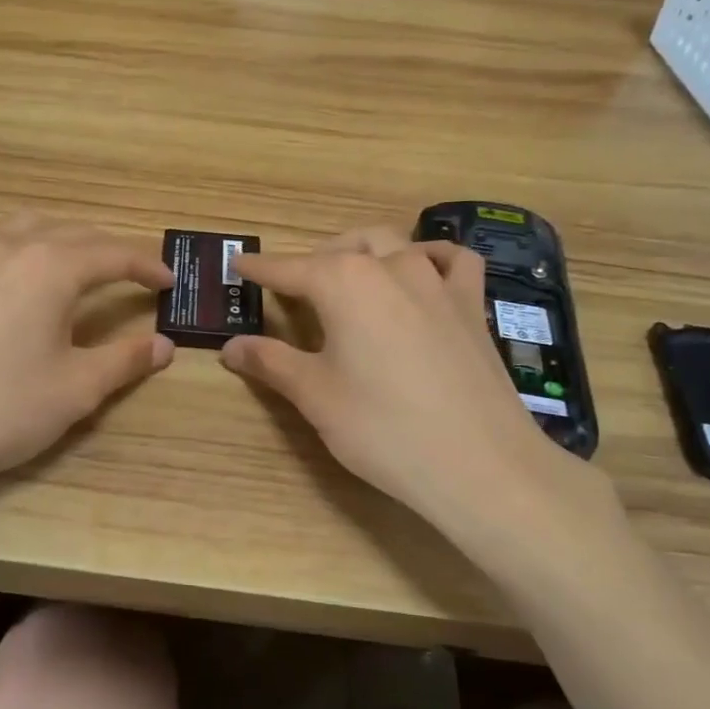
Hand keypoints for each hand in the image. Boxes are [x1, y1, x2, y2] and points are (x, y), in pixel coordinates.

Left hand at [0, 215, 174, 540]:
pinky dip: (15, 249)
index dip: (146, 266)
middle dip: (109, 251)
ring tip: (79, 265)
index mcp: (51, 266)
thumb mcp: (76, 389)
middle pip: (73, 232)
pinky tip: (11, 274)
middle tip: (133, 275)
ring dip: (62, 240)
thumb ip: (125, 360)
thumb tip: (163, 345)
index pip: (113, 254)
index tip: (169, 281)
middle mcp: (11, 245)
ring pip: (27, 227)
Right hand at [221, 228, 629, 571]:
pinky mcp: (472, 305)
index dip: (261, 269)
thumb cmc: (383, 429)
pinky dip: (430, 257)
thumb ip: (270, 362)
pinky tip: (422, 273)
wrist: (479, 464)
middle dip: (314, 260)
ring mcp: (438, 282)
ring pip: (394, 244)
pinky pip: (451, 262)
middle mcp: (391, 266)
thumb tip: (230, 347)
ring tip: (350, 277)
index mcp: (345, 283)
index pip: (290, 268)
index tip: (239, 264)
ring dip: (364, 252)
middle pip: (343, 248)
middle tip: (294, 289)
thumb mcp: (315, 396)